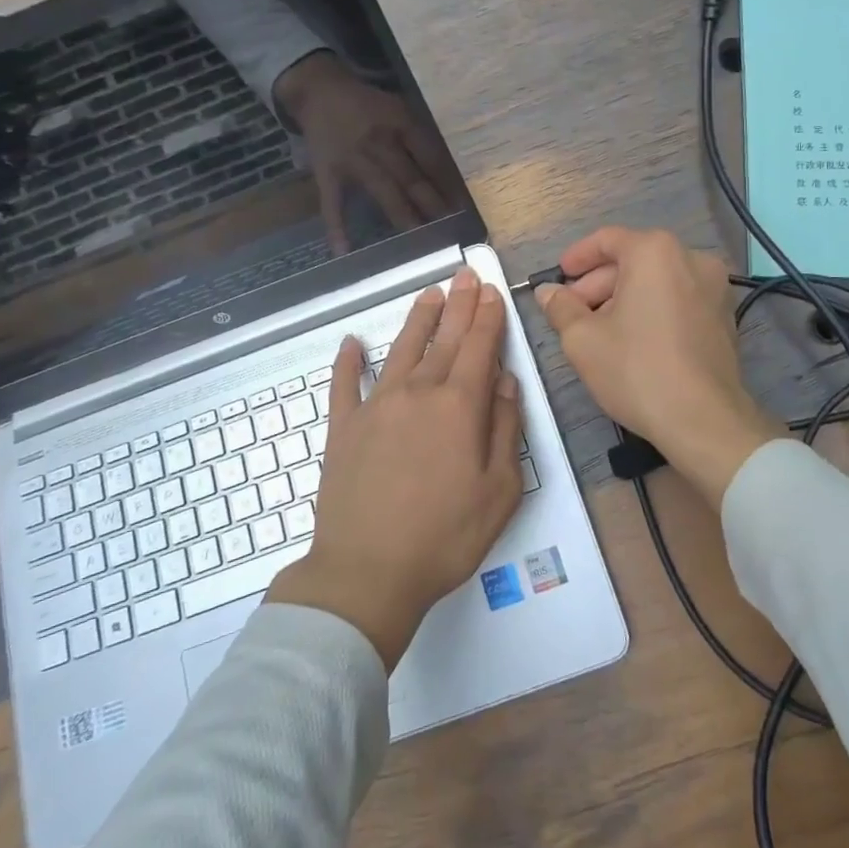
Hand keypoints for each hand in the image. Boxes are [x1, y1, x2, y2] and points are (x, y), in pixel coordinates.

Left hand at [266, 267, 522, 668]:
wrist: (367, 573)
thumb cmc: (445, 537)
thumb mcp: (500, 491)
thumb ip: (505, 429)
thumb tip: (504, 382)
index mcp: (458, 407)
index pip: (478, 347)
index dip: (487, 317)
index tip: (491, 291)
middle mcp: (418, 393)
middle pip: (443, 339)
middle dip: (458, 304)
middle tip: (465, 274)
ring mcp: (376, 407)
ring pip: (401, 350)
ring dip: (417, 320)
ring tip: (428, 294)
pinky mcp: (343, 428)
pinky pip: (345, 385)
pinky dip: (348, 362)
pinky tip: (351, 343)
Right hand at [274, 51, 462, 253]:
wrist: (319, 91)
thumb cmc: (367, 104)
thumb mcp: (399, 109)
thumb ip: (419, 137)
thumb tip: (446, 175)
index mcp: (402, 125)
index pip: (432, 159)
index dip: (448, 185)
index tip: (462, 209)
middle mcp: (381, 143)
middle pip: (412, 180)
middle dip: (433, 208)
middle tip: (450, 233)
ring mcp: (354, 161)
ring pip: (384, 194)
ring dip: (405, 220)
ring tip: (422, 244)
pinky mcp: (328, 174)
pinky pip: (333, 204)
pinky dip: (337, 228)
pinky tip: (344, 252)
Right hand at [537, 227, 780, 506]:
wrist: (704, 421)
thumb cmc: (637, 370)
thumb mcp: (583, 339)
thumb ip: (561, 307)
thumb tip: (548, 292)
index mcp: (655, 252)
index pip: (607, 240)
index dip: (577, 258)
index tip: (559, 278)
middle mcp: (691, 258)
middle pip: (634, 260)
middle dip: (599, 284)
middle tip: (573, 313)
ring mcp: (715, 287)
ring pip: (658, 280)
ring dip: (625, 298)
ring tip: (600, 330)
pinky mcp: (726, 316)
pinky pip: (679, 299)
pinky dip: (654, 308)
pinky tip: (634, 340)